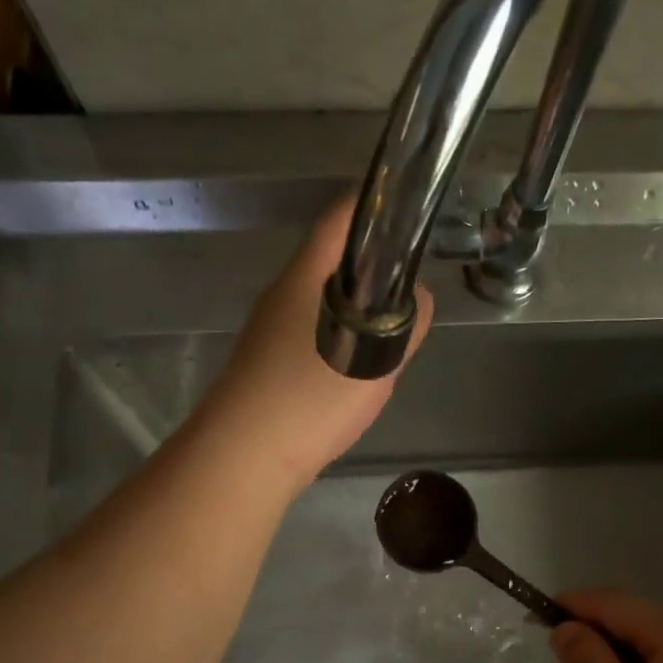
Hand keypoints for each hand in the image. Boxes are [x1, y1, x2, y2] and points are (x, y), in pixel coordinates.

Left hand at [195, 193, 432, 490]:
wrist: (242, 456)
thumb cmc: (310, 398)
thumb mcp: (376, 362)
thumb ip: (406, 327)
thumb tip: (420, 297)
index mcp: (304, 276)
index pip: (340, 218)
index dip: (377, 206)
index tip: (412, 216)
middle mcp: (281, 292)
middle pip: (332, 260)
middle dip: (375, 269)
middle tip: (411, 294)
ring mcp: (268, 328)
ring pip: (323, 301)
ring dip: (359, 309)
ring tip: (390, 339)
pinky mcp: (265, 361)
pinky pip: (312, 332)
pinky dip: (341, 338)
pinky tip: (355, 372)